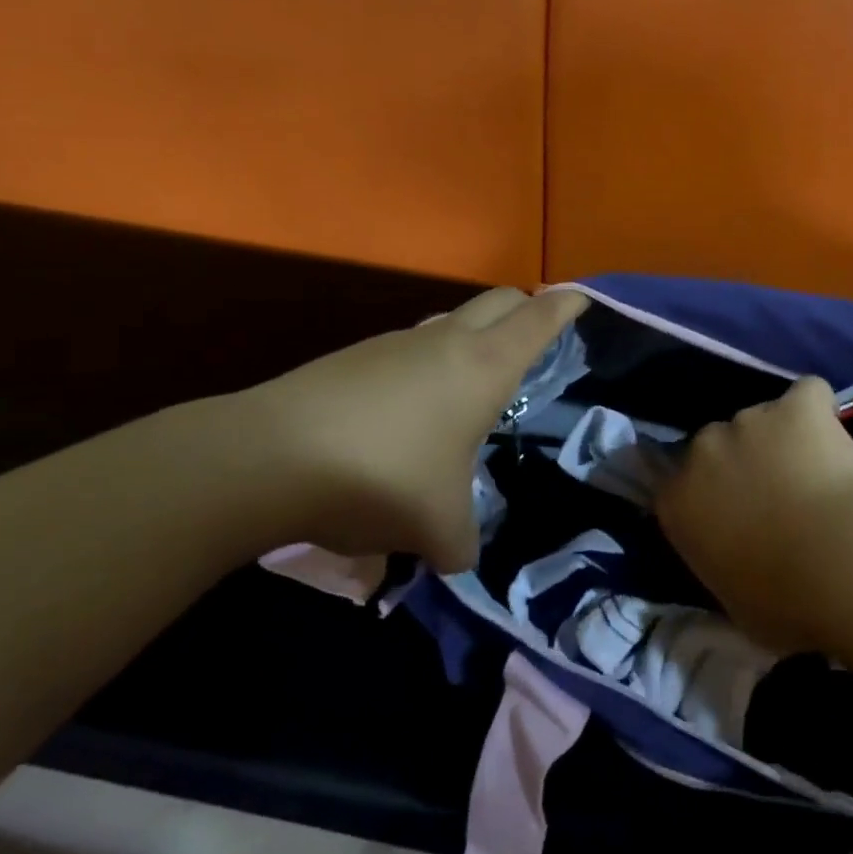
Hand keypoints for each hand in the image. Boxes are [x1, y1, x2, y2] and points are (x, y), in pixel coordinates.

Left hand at [224, 288, 587, 571]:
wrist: (270, 459)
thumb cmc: (384, 477)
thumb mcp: (438, 527)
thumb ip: (461, 542)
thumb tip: (458, 555)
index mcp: (484, 366)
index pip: (538, 319)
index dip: (565, 306)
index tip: (583, 298)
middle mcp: (445, 341)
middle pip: (498, 300)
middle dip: (524, 307)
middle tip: (535, 337)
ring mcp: (395, 343)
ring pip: (448, 322)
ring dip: (469, 339)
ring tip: (468, 388)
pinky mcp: (353, 356)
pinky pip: (406, 350)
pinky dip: (423, 367)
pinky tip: (406, 417)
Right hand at [654, 376, 852, 651]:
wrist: (837, 564)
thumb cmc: (781, 602)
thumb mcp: (732, 600)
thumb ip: (722, 562)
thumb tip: (737, 559)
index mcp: (678, 500)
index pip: (677, 484)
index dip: (707, 494)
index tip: (733, 514)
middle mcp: (703, 449)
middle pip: (717, 444)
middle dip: (742, 462)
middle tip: (779, 496)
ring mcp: (749, 419)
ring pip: (762, 420)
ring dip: (781, 440)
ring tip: (817, 473)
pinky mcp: (797, 405)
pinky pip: (807, 395)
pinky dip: (819, 411)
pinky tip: (835, 436)